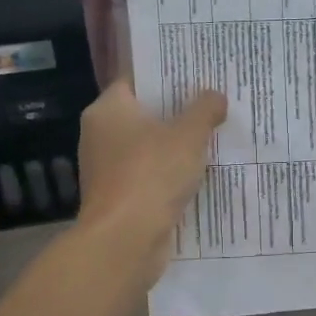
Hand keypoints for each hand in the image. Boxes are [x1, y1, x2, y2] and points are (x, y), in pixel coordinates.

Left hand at [77, 80, 226, 281]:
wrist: (124, 241)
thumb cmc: (151, 175)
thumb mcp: (187, 136)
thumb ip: (204, 110)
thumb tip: (216, 96)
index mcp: (108, 110)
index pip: (136, 79)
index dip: (166, 74)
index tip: (197, 73)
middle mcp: (100, 135)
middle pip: (144, 114)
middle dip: (177, 111)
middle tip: (213, 103)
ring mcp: (107, 169)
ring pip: (148, 148)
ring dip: (176, 146)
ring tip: (214, 137)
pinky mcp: (119, 198)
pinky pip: (149, 176)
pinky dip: (170, 175)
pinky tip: (200, 174)